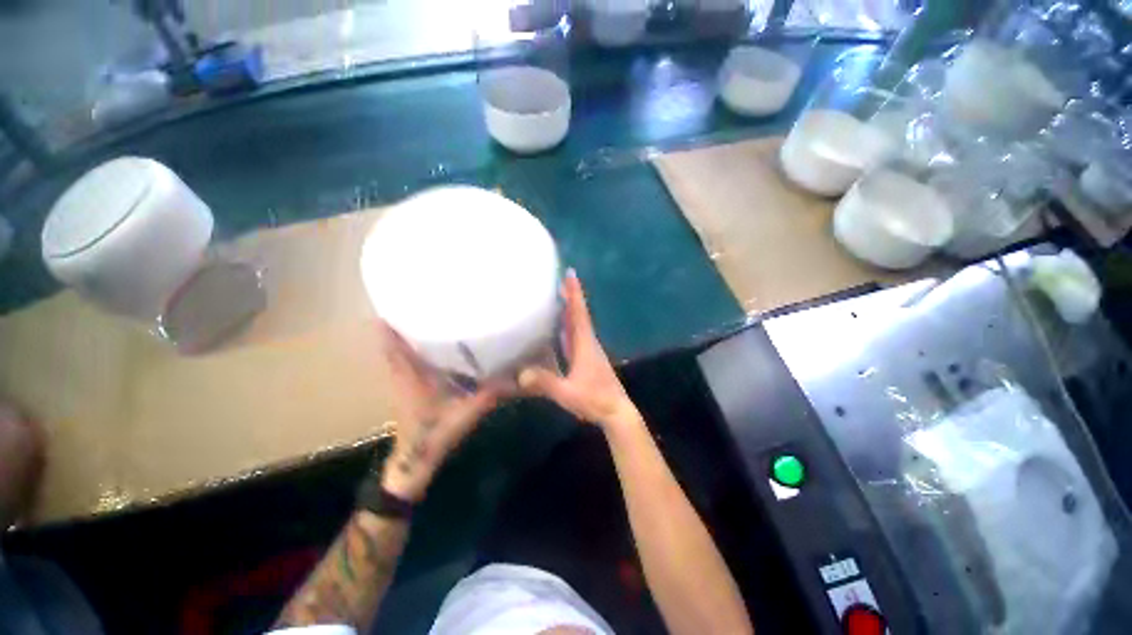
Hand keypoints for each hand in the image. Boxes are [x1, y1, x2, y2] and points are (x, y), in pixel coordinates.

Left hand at [377, 322, 501, 501]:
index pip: (393, 347)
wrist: (415, 461)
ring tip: (419, 318)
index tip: (396, 305)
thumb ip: (488, 395)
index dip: (390, 326)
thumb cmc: (434, 435)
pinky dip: (406, 351)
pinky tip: (424, 345)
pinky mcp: (406, 390)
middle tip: (415, 305)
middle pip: (391, 345)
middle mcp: (401, 376)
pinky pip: (402, 364)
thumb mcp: (465, 414)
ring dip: (401, 337)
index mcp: (410, 378)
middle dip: (399, 324)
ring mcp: (401, 384)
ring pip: (396, 354)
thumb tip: (513, 378)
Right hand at [519, 270, 639, 431]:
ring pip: (578, 323)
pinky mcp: (587, 358)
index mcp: (585, 344)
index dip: (574, 293)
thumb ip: (545, 383)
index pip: (578, 313)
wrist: (616, 412)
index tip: (570, 273)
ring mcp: (588, 350)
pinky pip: (575, 335)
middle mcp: (587, 342)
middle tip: (558, 279)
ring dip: (570, 309)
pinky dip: (568, 325)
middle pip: (578, 313)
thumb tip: (520, 373)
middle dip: (570, 295)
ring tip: (557, 296)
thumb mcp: (568, 392)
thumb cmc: (594, 400)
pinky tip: (559, 326)